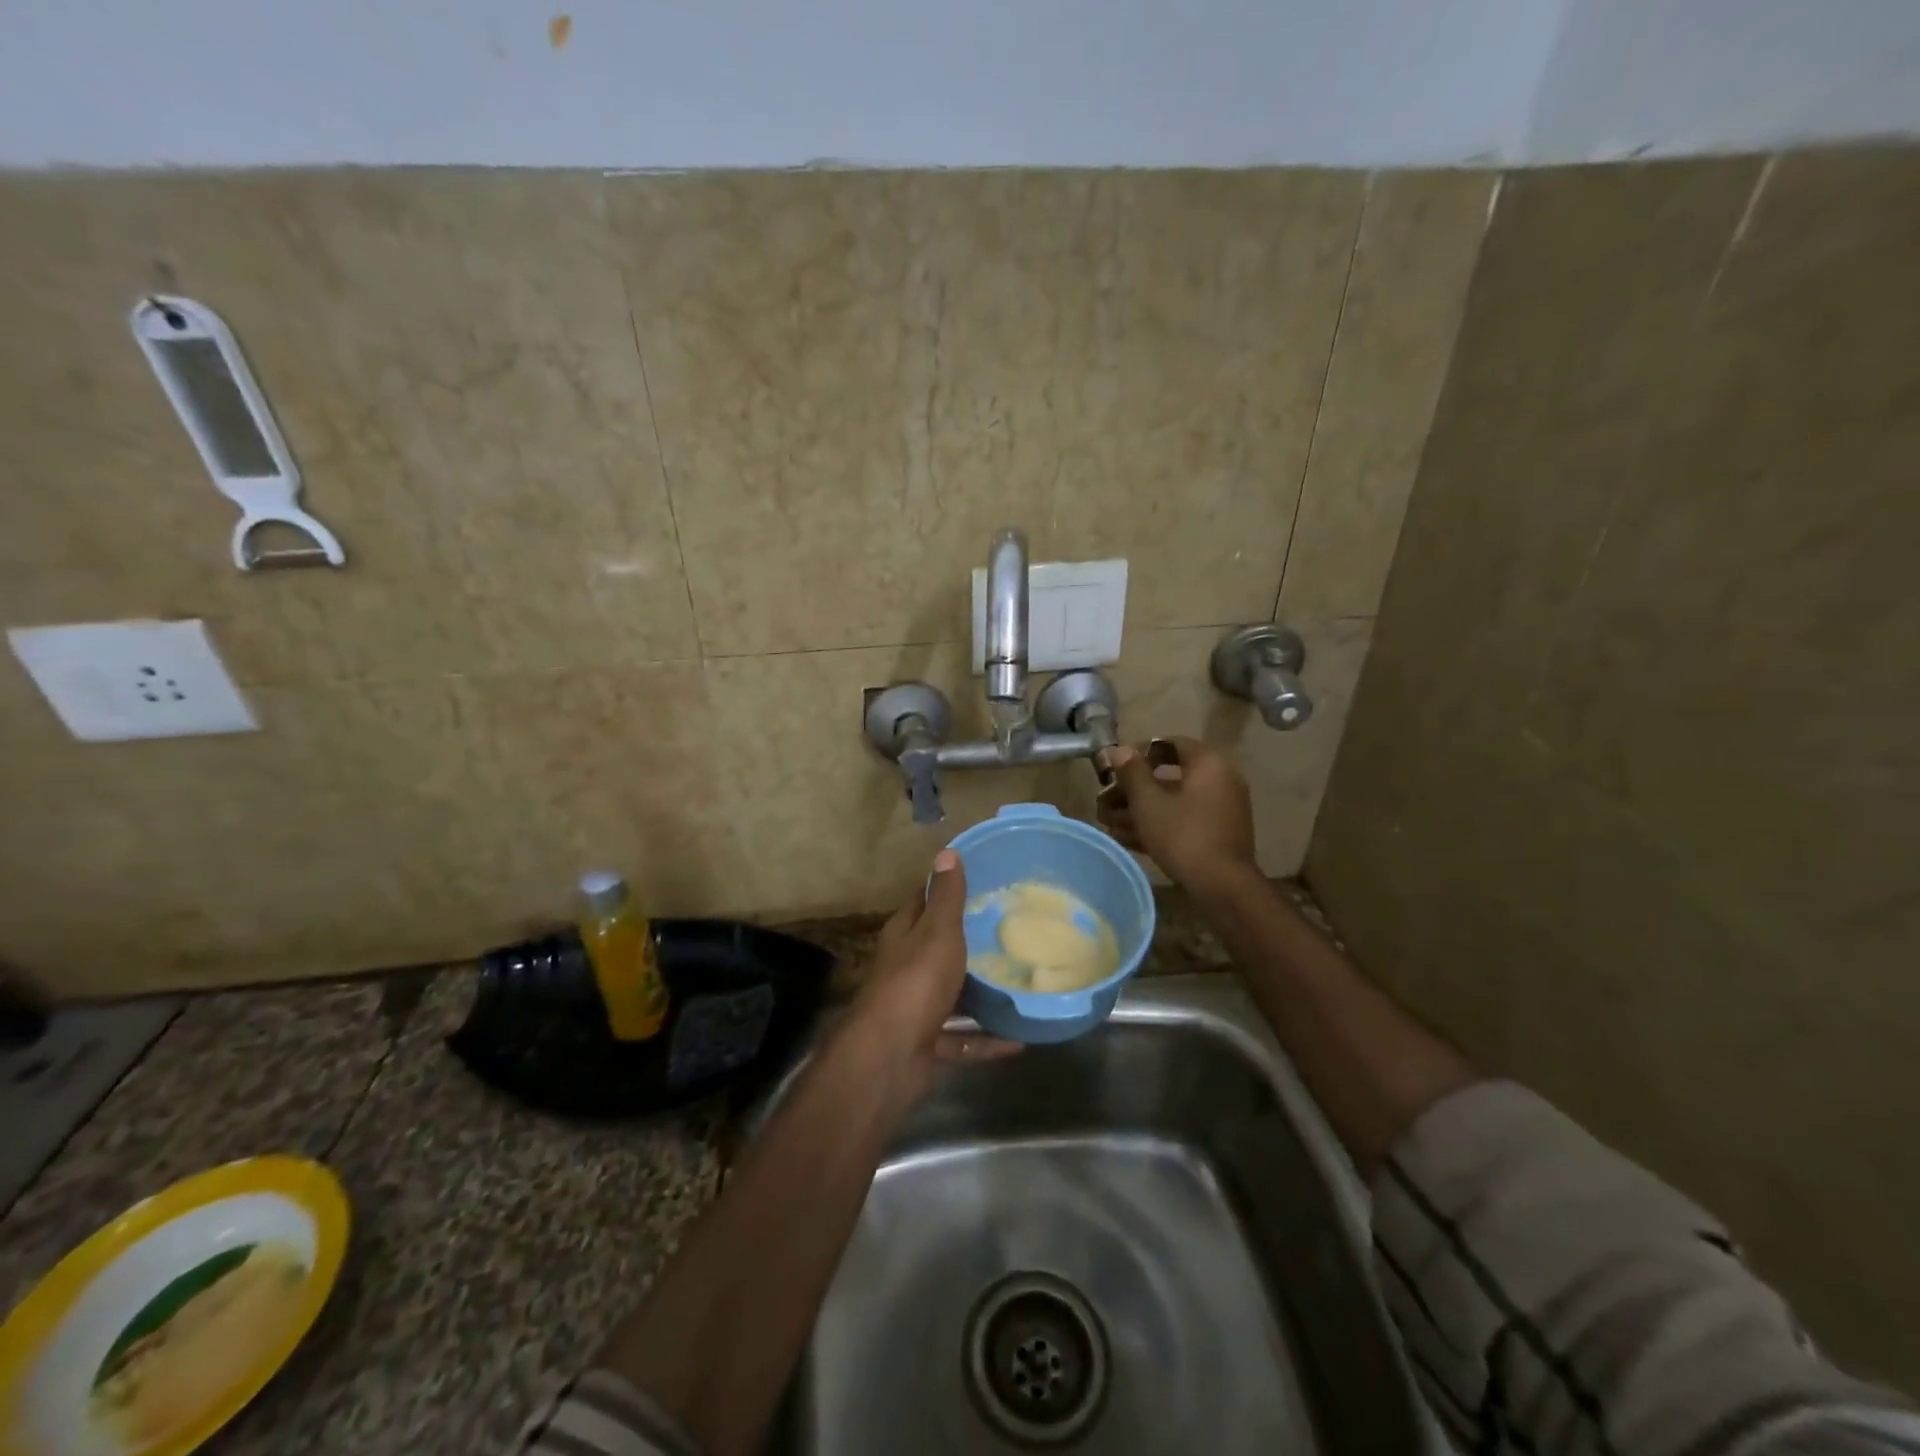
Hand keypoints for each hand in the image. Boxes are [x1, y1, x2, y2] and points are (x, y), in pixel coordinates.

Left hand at [845, 850, 1020, 1085]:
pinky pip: (964, 1038)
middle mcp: (906, 968)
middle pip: (939, 948)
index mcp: (904, 936)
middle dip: (970, 941)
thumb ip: (946, 897)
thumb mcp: (937, 932)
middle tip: (1014, 930)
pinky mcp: (928, 1044)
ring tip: (1021, 981)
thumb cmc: (916, 983)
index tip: (984, 883)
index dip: (947, 890)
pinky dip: (988, 1039)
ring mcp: (916, 1008)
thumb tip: (947, 851)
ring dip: (981, 993)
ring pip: (953, 995)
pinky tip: (1020, 1037)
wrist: (890, 1058)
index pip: (924, 902)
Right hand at [1098, 737, 1257, 890]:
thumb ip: (1131, 772)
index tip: (1112, 768)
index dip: (1137, 753)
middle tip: (1104, 800)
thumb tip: (1118, 749)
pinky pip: (1182, 821)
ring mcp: (1220, 810)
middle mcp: (1220, 780)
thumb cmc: (1182, 834)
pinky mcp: (1216, 835)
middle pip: (1168, 777)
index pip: (1169, 744)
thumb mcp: (1148, 801)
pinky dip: (1157, 825)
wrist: (1221, 886)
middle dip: (1132, 789)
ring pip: (1172, 802)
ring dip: (1139, 810)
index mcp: (1208, 764)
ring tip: (1107, 822)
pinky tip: (1125, 838)